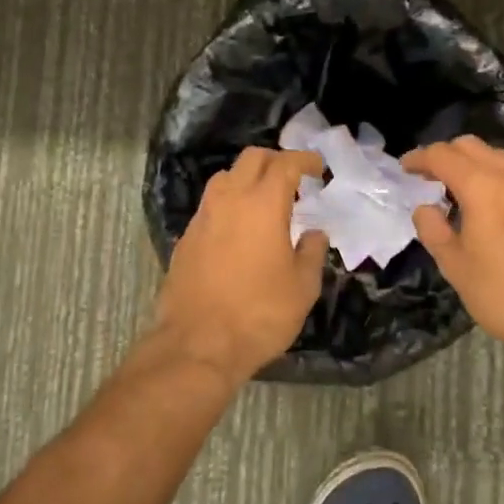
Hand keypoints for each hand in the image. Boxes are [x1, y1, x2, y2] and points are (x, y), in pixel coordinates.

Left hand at [153, 147, 328, 381]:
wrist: (198, 344)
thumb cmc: (260, 313)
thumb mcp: (302, 287)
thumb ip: (312, 252)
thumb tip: (314, 233)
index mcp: (263, 204)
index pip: (285, 163)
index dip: (305, 160)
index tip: (318, 168)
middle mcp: (229, 199)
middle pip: (251, 159)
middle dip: (275, 160)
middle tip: (293, 179)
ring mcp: (203, 217)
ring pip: (225, 178)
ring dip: (248, 179)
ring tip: (265, 201)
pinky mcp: (186, 238)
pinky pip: (211, 206)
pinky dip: (229, 204)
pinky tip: (239, 230)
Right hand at [402, 137, 503, 358]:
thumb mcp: (456, 268)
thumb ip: (434, 231)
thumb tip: (425, 208)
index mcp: (482, 187)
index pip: (443, 156)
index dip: (419, 158)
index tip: (404, 168)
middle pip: (472, 146)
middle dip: (446, 154)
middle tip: (428, 176)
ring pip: (498, 158)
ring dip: (473, 163)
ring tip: (457, 188)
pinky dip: (495, 177)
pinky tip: (490, 204)